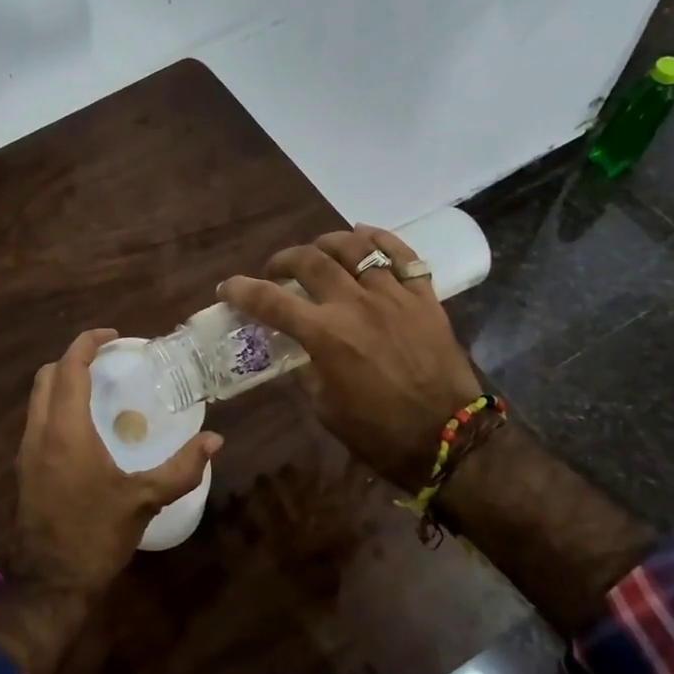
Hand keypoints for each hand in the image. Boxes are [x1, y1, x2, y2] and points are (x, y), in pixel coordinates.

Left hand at [0, 328, 221, 673]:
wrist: (49, 585)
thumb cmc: (95, 536)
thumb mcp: (144, 500)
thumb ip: (181, 468)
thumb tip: (215, 441)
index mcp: (66, 431)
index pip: (68, 368)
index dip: (87, 343)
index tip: (114, 337)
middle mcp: (39, 433)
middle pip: (46, 376)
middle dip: (73, 360)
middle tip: (108, 362)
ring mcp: (26, 452)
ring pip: (37, 399)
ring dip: (62, 384)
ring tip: (100, 390)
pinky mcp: (24, 470)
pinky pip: (37, 421)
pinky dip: (57, 408)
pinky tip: (86, 428)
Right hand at [220, 227, 482, 489]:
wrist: (447, 438)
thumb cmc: (378, 432)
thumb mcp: (325, 406)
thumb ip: (307, 369)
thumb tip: (300, 349)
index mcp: (325, 335)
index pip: (270, 300)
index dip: (241, 289)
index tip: (227, 287)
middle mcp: (355, 304)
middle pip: (310, 261)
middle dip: (284, 259)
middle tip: (277, 270)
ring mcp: (393, 296)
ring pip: (356, 247)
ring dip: (328, 242)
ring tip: (319, 250)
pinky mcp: (424, 298)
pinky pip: (403, 254)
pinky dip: (381, 239)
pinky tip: (366, 235)